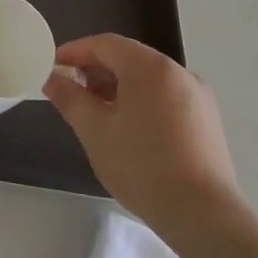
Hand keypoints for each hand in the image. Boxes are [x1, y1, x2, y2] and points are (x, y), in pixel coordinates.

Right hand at [45, 35, 245, 239]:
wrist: (201, 213)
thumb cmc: (140, 164)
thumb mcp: (94, 129)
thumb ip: (69, 98)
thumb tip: (52, 78)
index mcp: (150, 68)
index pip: (106, 44)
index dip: (74, 51)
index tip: (51, 66)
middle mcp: (179, 73)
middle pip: (129, 58)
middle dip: (95, 70)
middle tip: (69, 90)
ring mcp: (198, 97)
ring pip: (148, 79)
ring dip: (116, 86)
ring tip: (93, 112)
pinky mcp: (206, 121)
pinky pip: (165, 97)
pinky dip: (139, 101)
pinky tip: (125, 128)